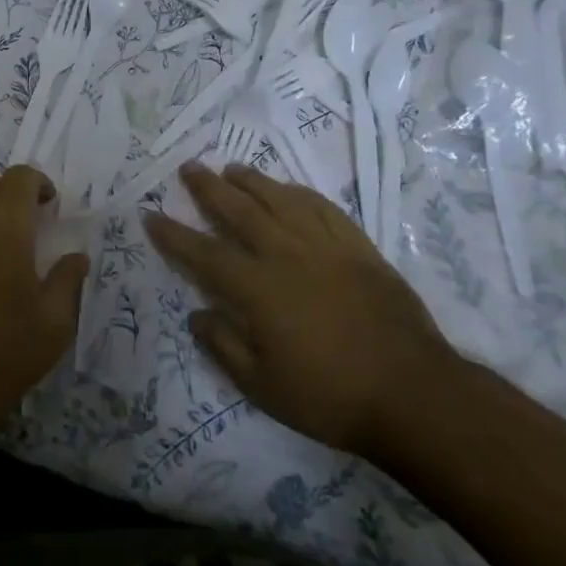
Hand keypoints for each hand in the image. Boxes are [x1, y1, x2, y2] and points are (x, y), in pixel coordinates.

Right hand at [143, 162, 457, 458]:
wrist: (414, 394)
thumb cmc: (330, 397)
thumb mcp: (263, 387)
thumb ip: (224, 346)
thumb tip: (197, 313)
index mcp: (258, 289)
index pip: (204, 253)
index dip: (174, 234)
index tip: (151, 215)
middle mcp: (286, 255)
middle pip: (239, 211)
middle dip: (209, 188)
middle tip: (189, 168)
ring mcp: (325, 247)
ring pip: (280, 200)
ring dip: (252, 181)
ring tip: (232, 168)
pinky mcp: (359, 248)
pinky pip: (323, 208)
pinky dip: (300, 193)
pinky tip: (289, 189)